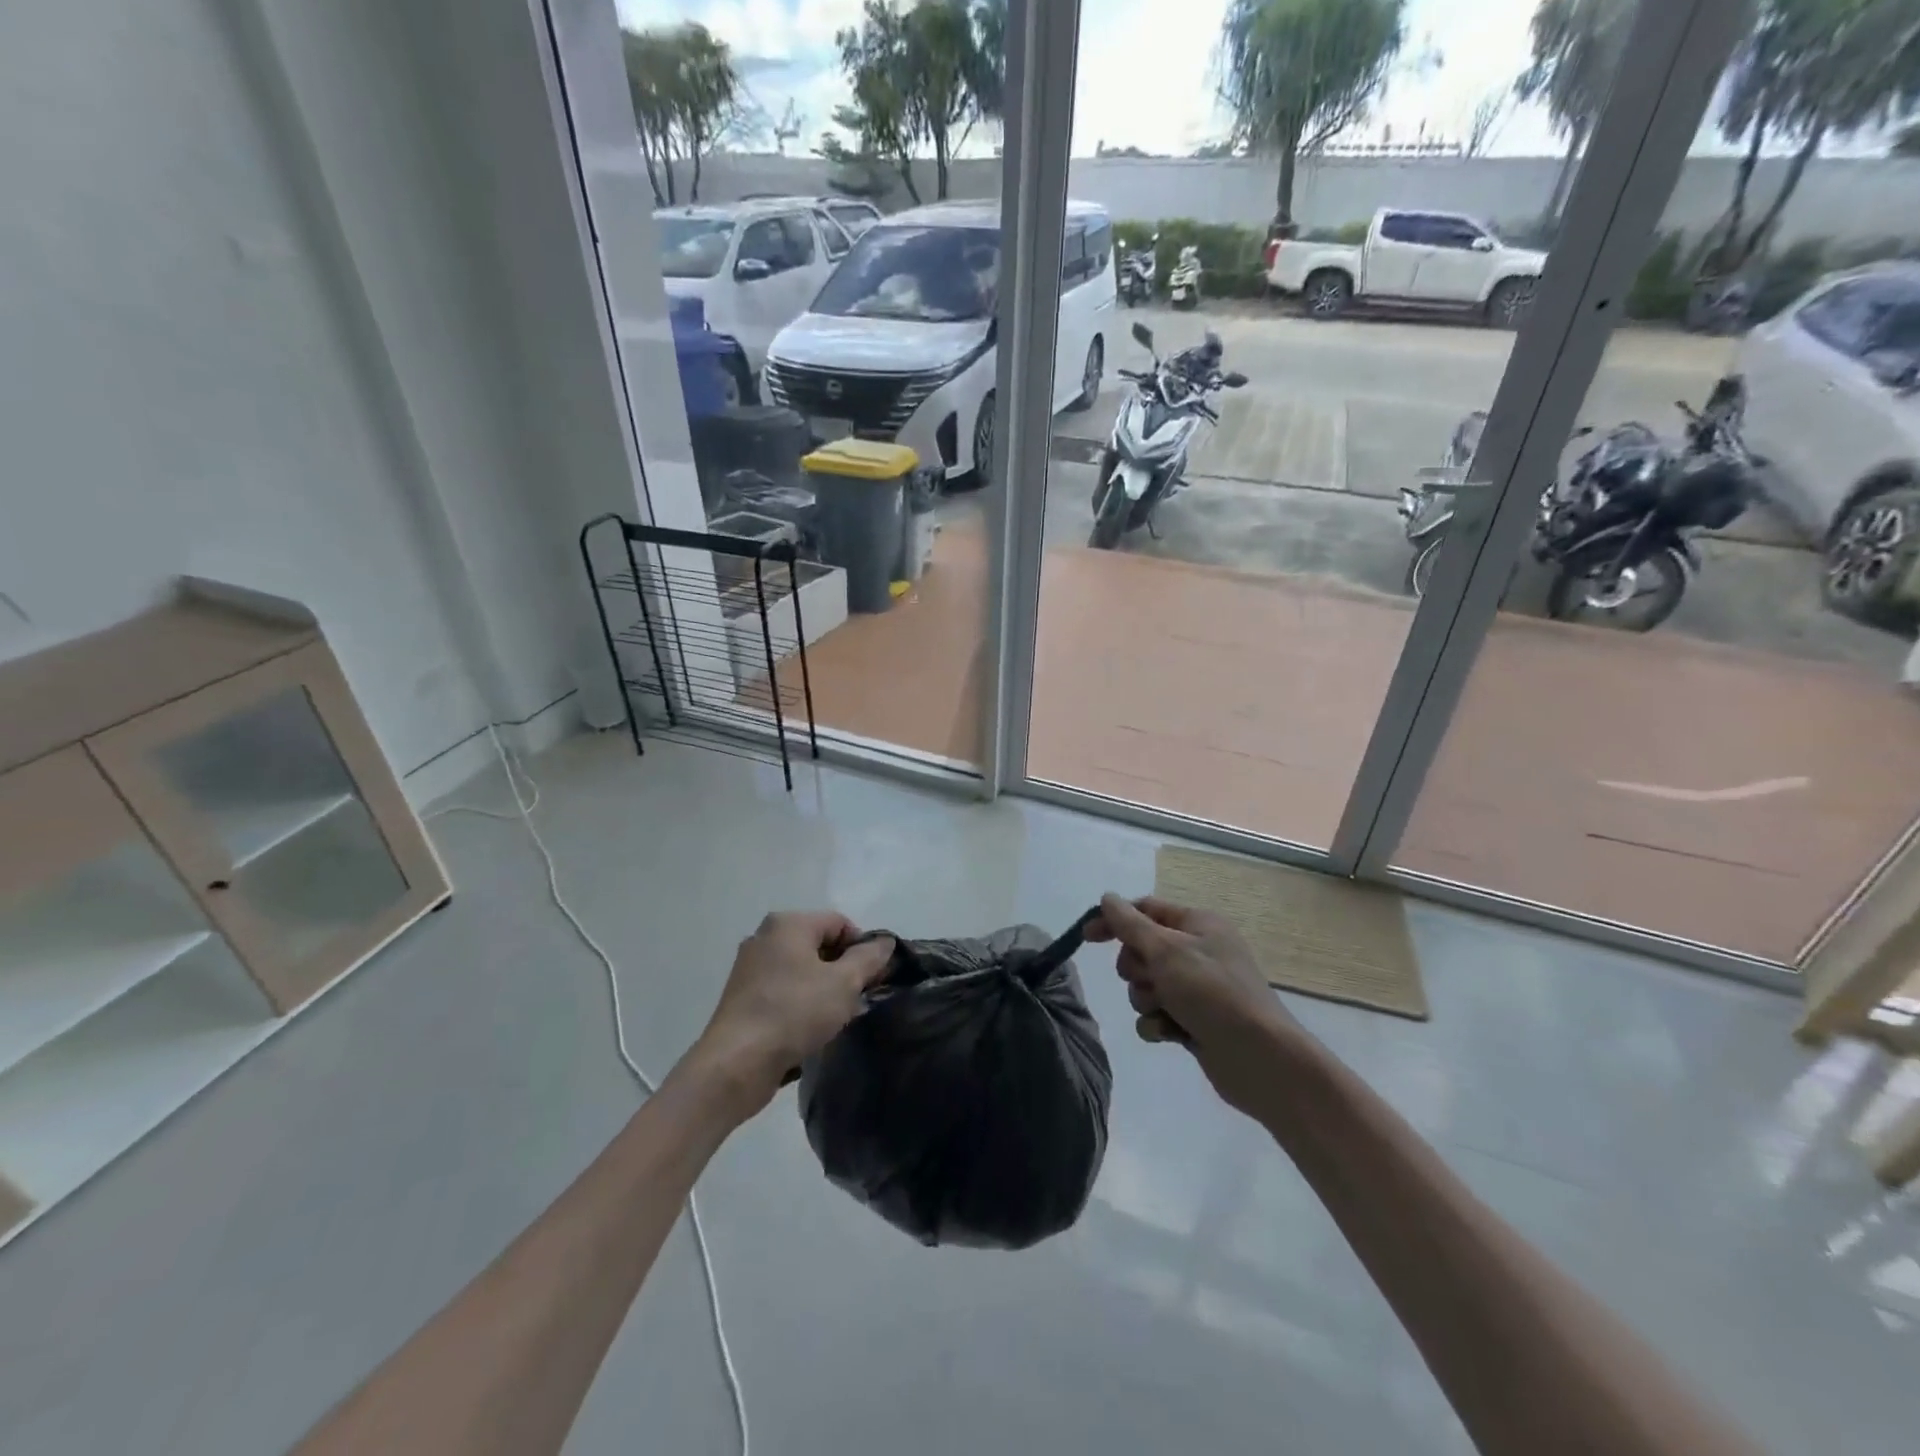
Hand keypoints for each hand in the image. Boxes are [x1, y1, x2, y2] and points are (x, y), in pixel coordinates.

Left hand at [687, 912, 894, 1118]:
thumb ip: (869, 958)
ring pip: (802, 969)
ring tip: (838, 1018)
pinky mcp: (743, 996)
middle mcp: (765, 937)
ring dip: (825, 988)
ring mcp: (750, 967)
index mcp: (788, 924)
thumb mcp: (844, 984)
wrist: (736, 1064)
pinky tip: (812, 1028)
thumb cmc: (794, 1013)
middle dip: (844, 969)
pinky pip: (784, 989)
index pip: (840, 923)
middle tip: (860, 999)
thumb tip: (884, 942)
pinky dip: (802, 1002)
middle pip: (820, 944)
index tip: (874, 979)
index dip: (863, 948)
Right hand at [1087, 893, 1308, 1114]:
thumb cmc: (1212, 992)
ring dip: (1147, 998)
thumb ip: (1131, 924)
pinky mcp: (1193, 1020)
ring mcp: (1196, 987)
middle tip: (1153, 980)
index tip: (1087, 937)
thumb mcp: (1166, 950)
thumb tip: (1107, 898)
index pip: (1145, 909)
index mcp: (1197, 923)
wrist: (1259, 1058)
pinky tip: (1171, 1033)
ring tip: (1167, 1010)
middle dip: (1136, 969)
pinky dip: (1157, 1023)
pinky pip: (1156, 1014)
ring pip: (1145, 984)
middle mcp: (1197, 950)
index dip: (1114, 921)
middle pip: (1141, 949)